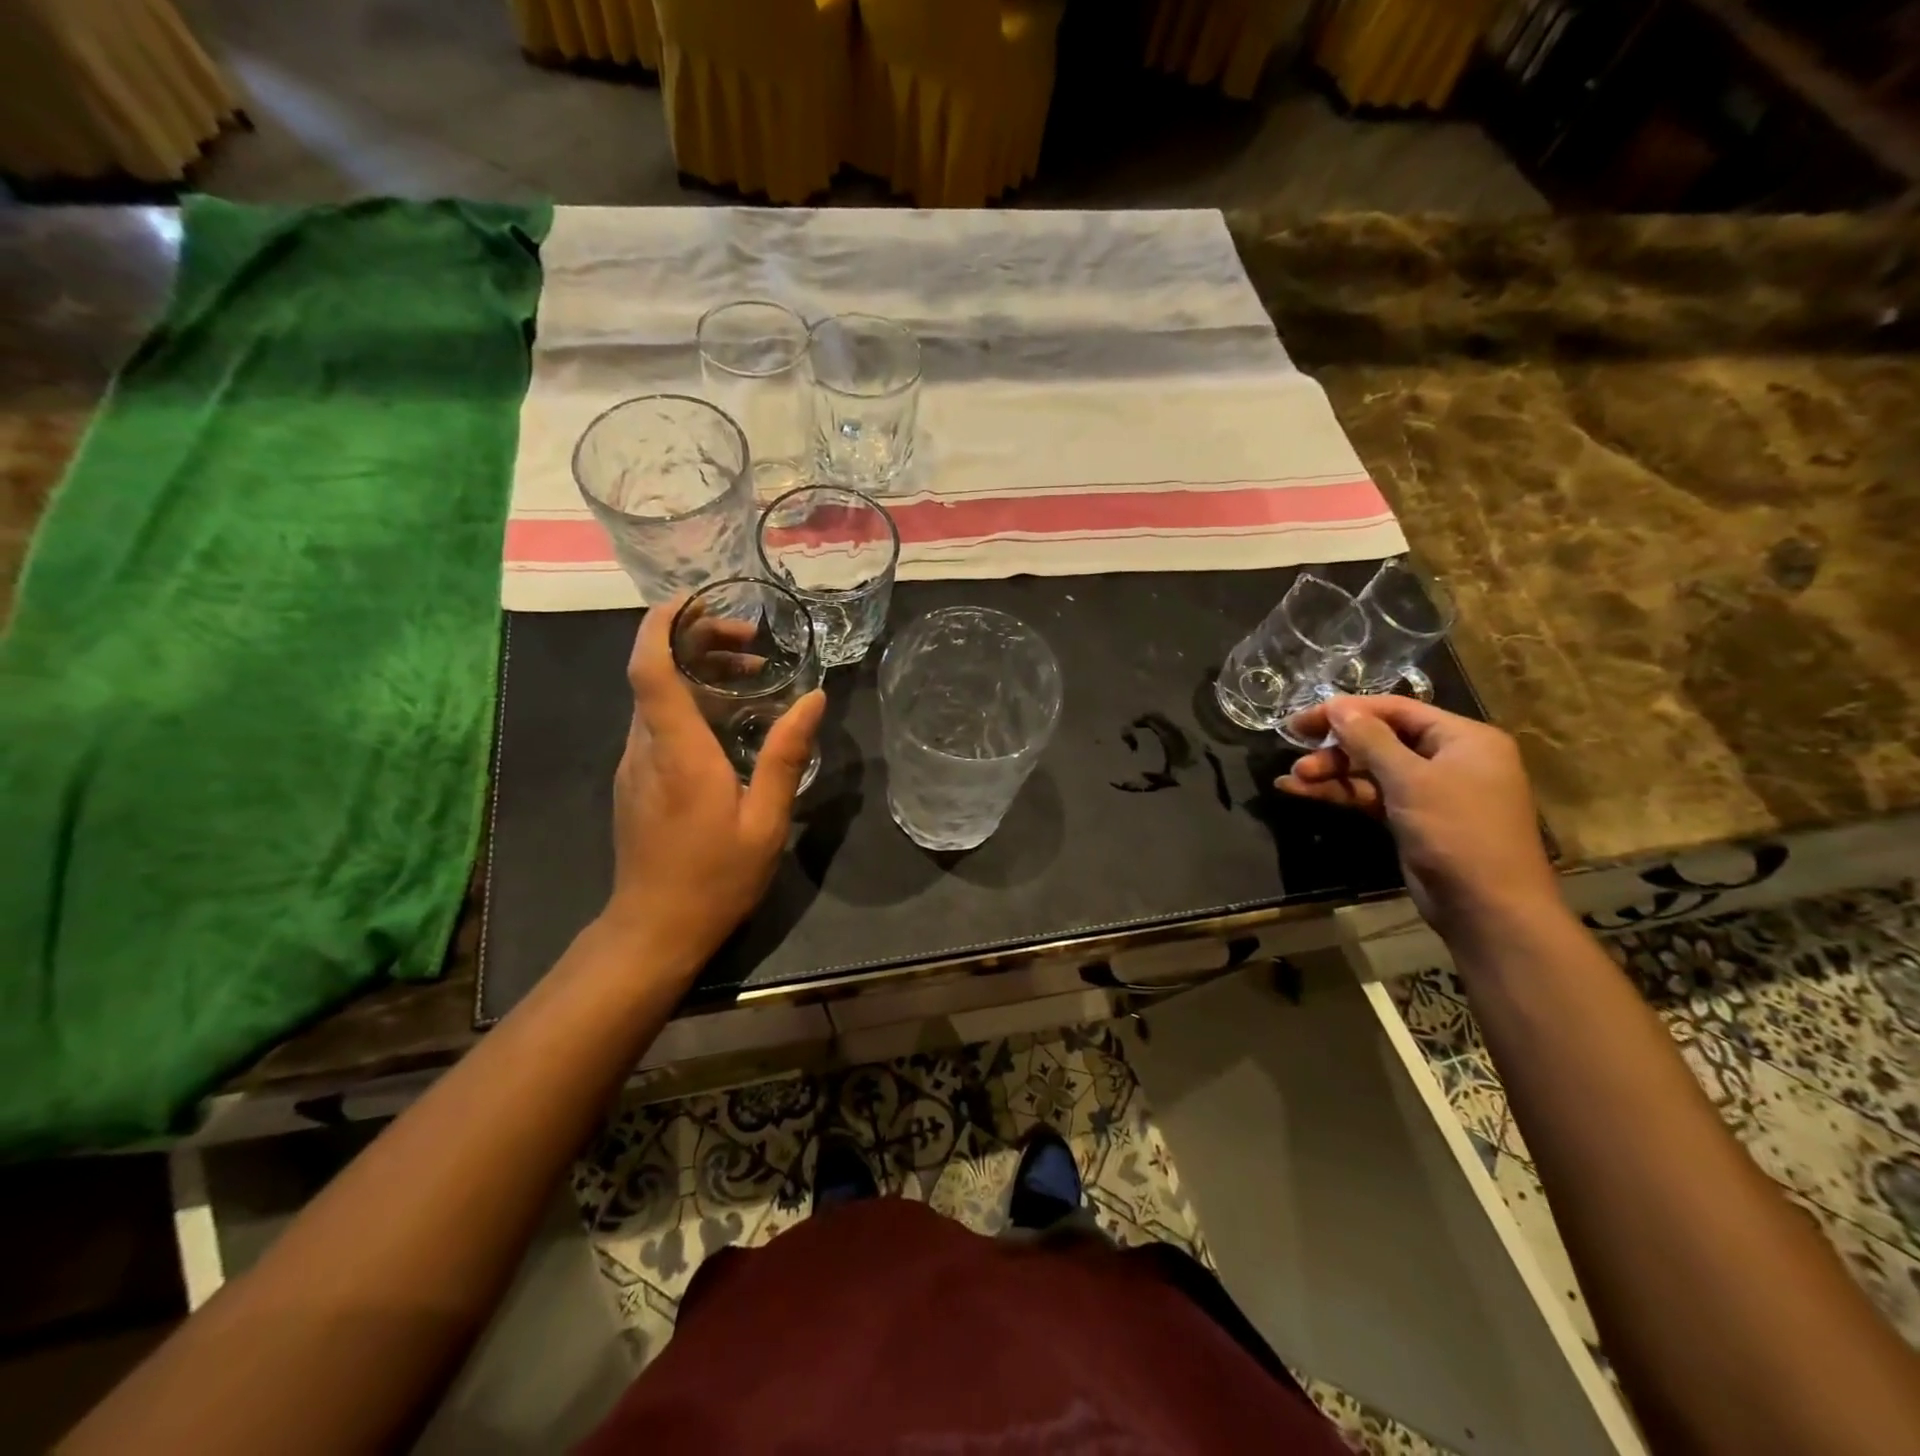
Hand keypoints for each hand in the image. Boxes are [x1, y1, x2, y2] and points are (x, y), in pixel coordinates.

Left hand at [604, 595, 825, 972]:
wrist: (654, 929)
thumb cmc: (714, 877)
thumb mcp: (765, 820)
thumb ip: (785, 755)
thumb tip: (813, 699)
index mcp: (678, 752)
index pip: (650, 667)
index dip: (666, 623)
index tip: (699, 598)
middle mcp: (645, 747)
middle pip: (655, 671)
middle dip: (697, 640)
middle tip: (752, 640)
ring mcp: (634, 763)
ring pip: (657, 696)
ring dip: (698, 672)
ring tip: (754, 674)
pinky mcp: (635, 779)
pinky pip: (659, 722)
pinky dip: (692, 702)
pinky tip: (732, 719)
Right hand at [1277, 696, 1559, 936]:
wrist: (1488, 908)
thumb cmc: (1457, 832)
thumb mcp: (1411, 780)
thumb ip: (1370, 740)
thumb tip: (1338, 706)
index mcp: (1463, 738)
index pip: (1396, 710)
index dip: (1347, 710)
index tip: (1302, 720)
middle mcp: (1449, 758)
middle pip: (1381, 739)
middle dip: (1336, 748)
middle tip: (1294, 755)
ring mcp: (1431, 790)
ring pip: (1371, 769)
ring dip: (1332, 772)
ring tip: (1292, 779)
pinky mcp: (1413, 818)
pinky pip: (1372, 795)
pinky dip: (1340, 793)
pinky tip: (1301, 792)